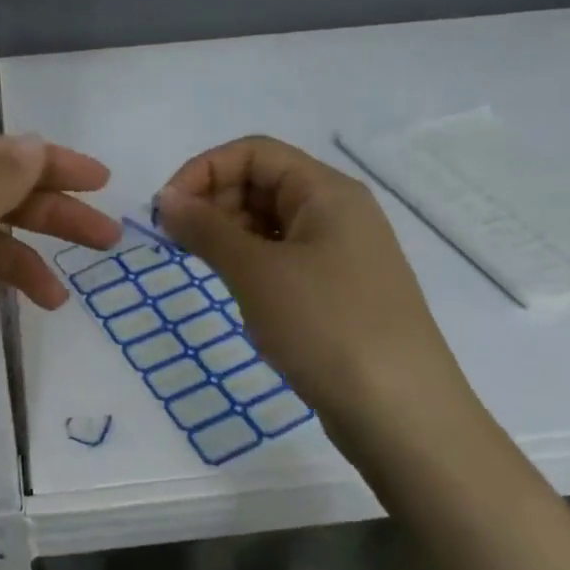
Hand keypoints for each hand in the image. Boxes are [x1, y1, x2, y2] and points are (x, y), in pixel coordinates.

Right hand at [155, 136, 469, 420]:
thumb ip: (206, 228)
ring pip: (270, 221)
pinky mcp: (338, 290)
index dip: (203, 170)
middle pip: (262, 182)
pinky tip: (235, 288)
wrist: (402, 416)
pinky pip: (284, 256)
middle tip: (176, 241)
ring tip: (200, 264)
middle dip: (212, 201)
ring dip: (228, 233)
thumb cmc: (327, 327)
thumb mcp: (257, 272)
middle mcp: (337, 212)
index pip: (253, 153)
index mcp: (326, 191)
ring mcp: (341, 253)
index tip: (166, 210)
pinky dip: (251, 261)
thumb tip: (166, 200)